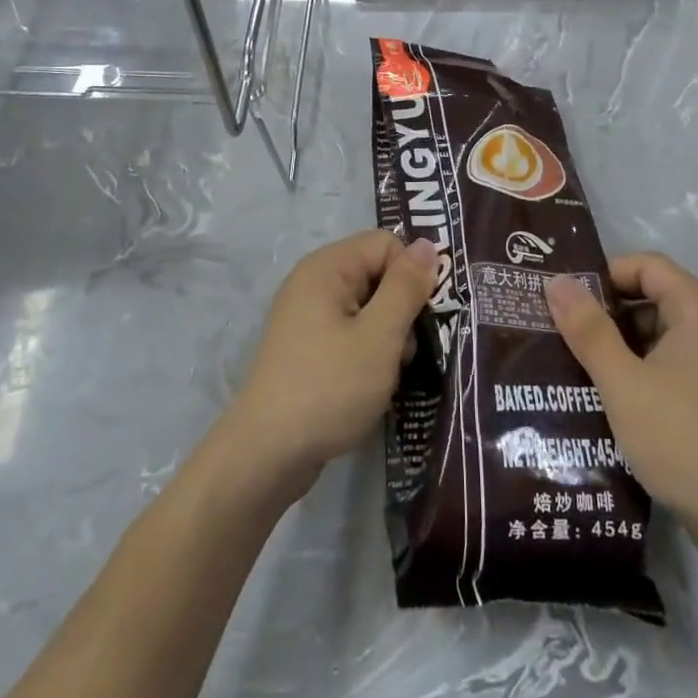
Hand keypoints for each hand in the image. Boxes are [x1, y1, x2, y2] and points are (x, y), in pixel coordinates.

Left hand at [224, 230, 436, 496]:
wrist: (269, 453)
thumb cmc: (330, 387)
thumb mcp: (380, 336)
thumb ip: (406, 287)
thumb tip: (428, 244)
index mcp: (327, 267)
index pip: (386, 244)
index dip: (411, 275)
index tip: (421, 318)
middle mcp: (313, 281)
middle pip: (377, 273)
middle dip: (401, 308)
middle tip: (405, 351)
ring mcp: (306, 315)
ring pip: (368, 306)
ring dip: (388, 335)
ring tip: (388, 372)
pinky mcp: (307, 346)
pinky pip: (350, 330)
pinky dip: (368, 350)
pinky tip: (371, 382)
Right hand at [545, 254, 697, 572]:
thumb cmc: (682, 439)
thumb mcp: (623, 381)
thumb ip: (588, 329)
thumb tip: (557, 282)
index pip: (647, 265)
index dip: (605, 273)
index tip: (566, 298)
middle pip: (651, 297)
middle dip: (605, 310)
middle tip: (558, 327)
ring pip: (656, 335)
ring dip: (616, 344)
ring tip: (571, 361)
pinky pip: (667, 365)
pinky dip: (635, 370)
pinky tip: (603, 394)